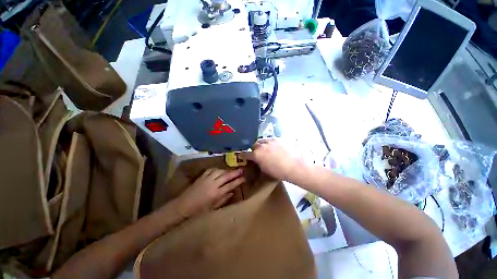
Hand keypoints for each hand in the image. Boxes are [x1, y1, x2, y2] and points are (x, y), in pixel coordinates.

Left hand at [175, 168, 244, 216]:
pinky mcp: (201, 177)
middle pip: (226, 176)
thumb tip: (232, 192)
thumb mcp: (212, 208)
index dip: (238, 181)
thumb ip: (223, 199)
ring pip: (219, 171)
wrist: (183, 206)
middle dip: (235, 173)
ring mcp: (207, 179)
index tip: (244, 178)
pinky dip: (217, 169)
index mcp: (216, 194)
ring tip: (231, 170)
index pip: (230, 185)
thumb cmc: (198, 210)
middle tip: (241, 170)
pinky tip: (219, 170)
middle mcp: (213, 185)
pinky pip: (211, 170)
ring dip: (226, 170)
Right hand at [245, 139, 303, 180]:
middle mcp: (262, 146)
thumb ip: (259, 164)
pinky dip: (271, 143)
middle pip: (254, 144)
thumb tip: (258, 161)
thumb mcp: (266, 170)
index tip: (241, 155)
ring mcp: (270, 140)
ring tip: (267, 148)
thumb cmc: (279, 171)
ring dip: (263, 144)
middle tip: (258, 152)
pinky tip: (276, 146)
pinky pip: (272, 139)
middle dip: (255, 148)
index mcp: (257, 155)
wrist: (294, 165)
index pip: (246, 154)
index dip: (243, 155)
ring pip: (263, 140)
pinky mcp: (278, 138)